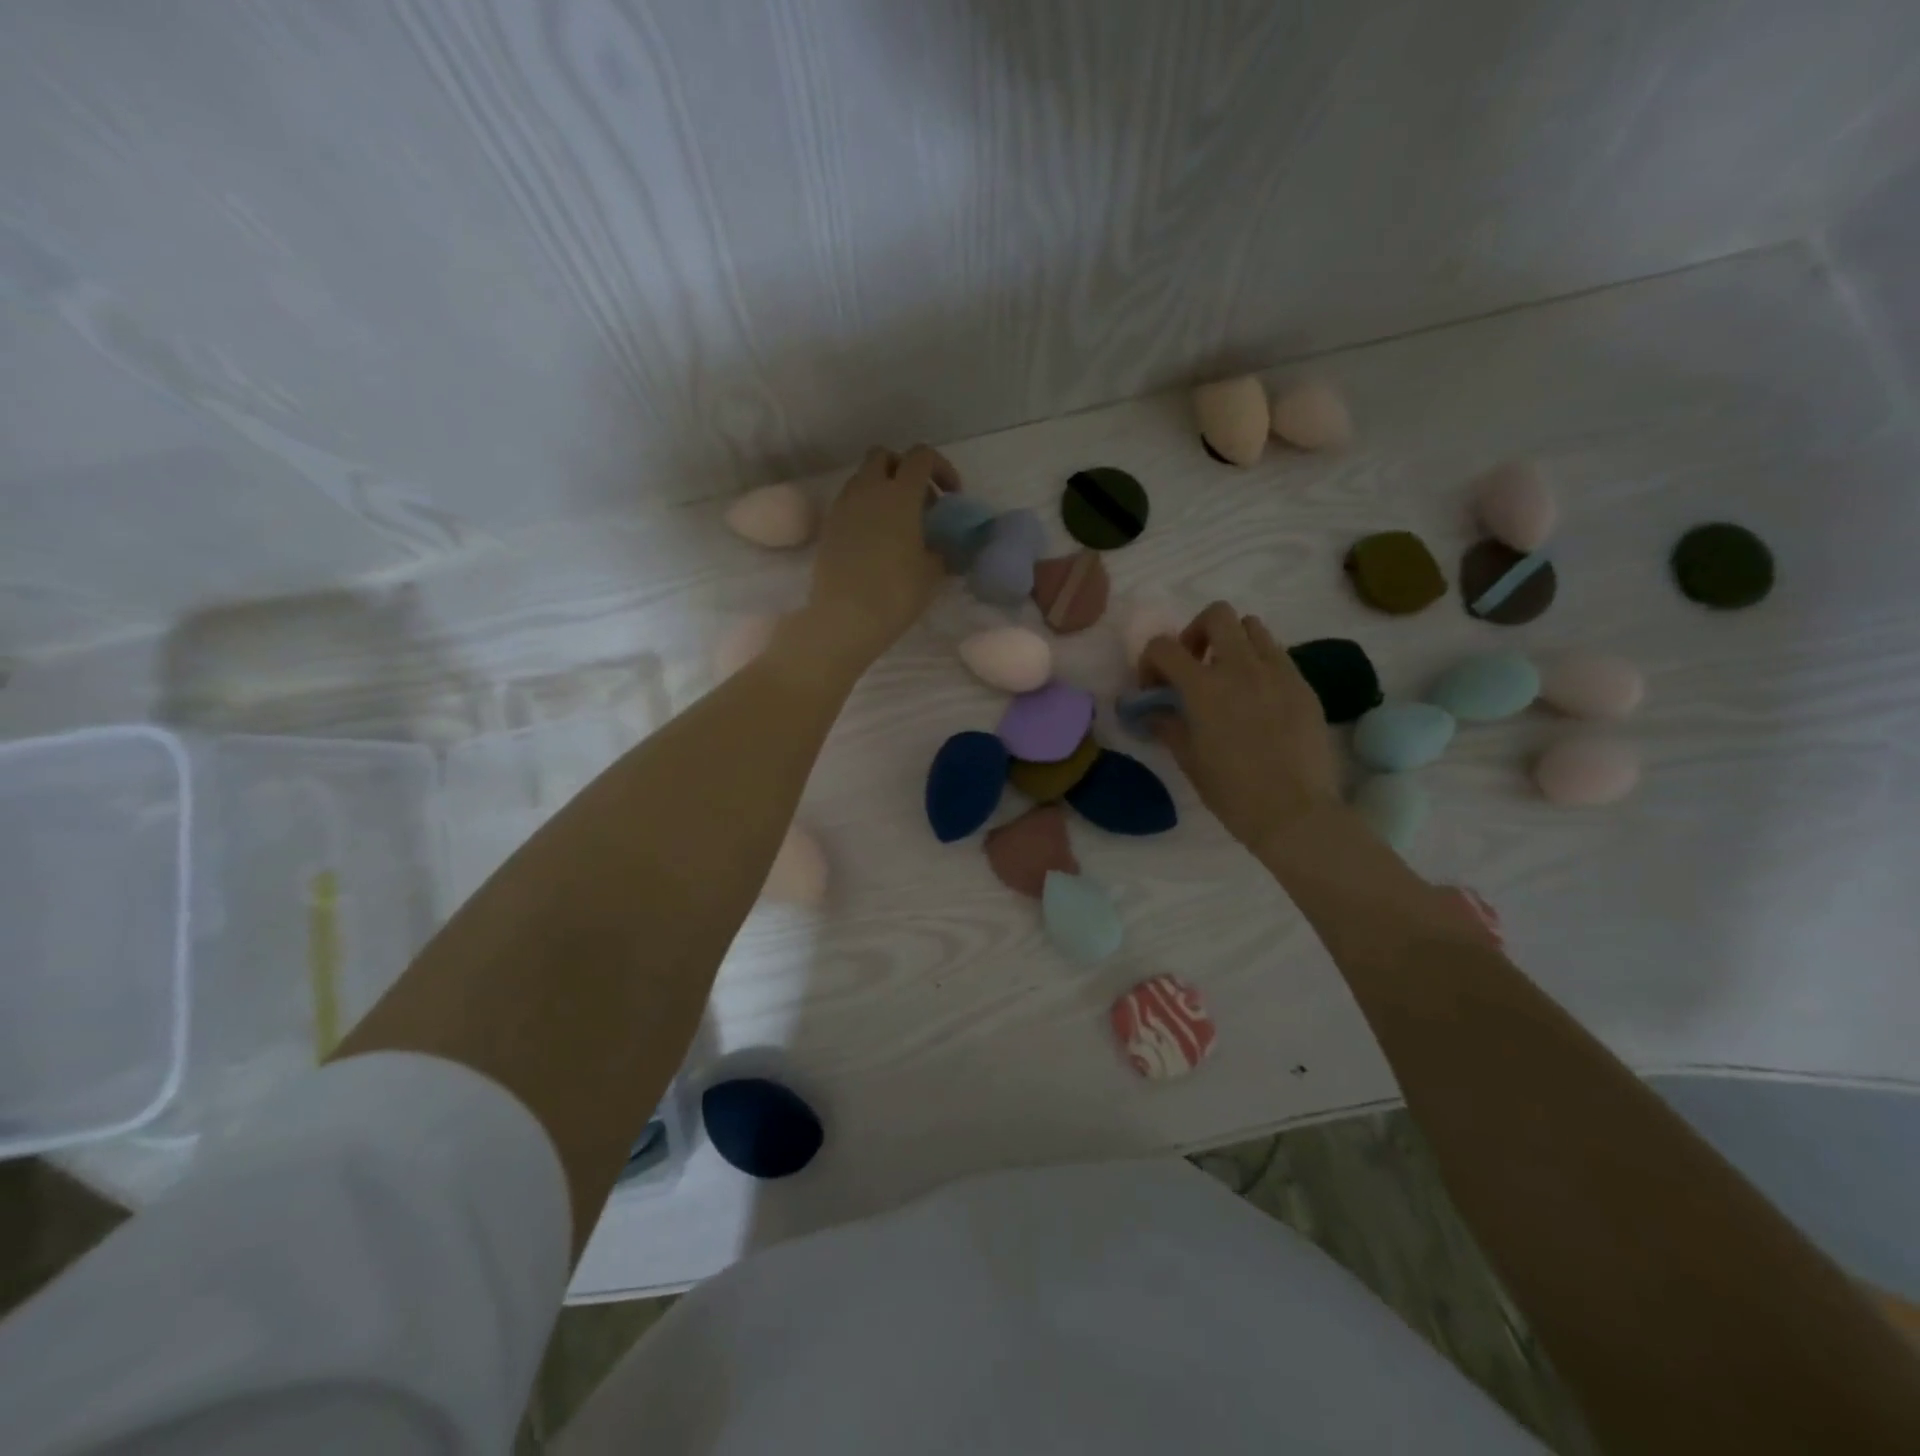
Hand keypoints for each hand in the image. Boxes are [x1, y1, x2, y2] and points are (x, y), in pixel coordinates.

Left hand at [803, 445, 950, 668]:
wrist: (844, 618)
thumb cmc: (896, 592)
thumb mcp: (932, 572)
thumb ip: (941, 549)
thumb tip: (940, 545)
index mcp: (900, 494)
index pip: (921, 456)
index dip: (941, 468)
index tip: (951, 497)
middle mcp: (868, 490)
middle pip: (885, 456)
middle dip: (904, 470)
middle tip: (920, 503)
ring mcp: (843, 506)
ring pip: (863, 478)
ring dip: (882, 489)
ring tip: (897, 524)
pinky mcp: (828, 527)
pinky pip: (849, 503)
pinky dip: (865, 510)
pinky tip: (875, 540)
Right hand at [1141, 602, 1339, 851]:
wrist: (1295, 812)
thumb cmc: (1232, 792)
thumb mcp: (1189, 759)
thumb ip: (1167, 725)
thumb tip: (1152, 710)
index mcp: (1204, 687)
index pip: (1164, 646)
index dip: (1150, 660)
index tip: (1155, 687)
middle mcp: (1241, 667)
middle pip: (1217, 615)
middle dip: (1197, 633)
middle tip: (1195, 665)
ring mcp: (1278, 672)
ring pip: (1253, 627)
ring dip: (1232, 642)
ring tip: (1229, 677)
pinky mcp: (1303, 684)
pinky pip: (1278, 654)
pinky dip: (1260, 663)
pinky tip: (1258, 698)